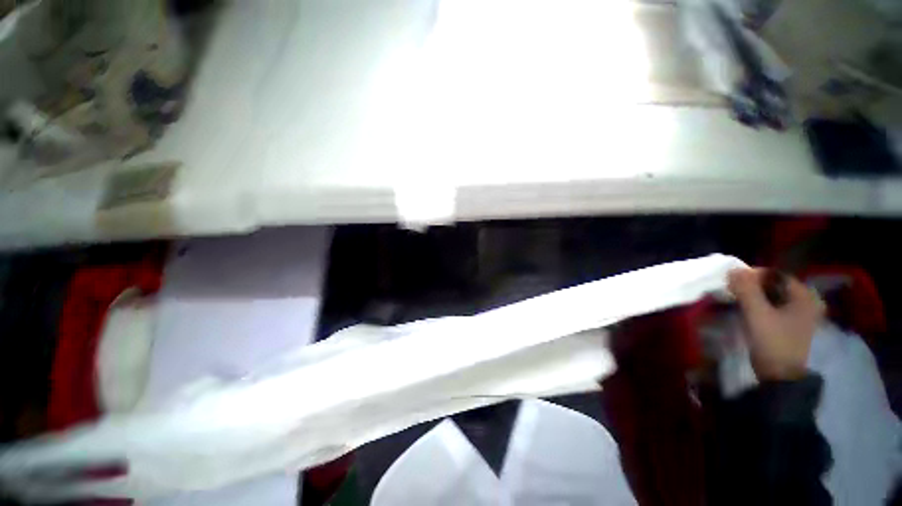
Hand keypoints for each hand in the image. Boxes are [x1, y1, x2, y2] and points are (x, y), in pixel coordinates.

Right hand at [727, 268, 824, 380]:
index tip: (732, 281)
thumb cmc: (773, 342)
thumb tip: (733, 269)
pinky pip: (772, 306)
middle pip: (773, 285)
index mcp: (804, 297)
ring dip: (752, 295)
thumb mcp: (757, 314)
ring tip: (735, 299)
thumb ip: (746, 290)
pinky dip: (758, 305)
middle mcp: (805, 302)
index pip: (775, 275)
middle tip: (732, 290)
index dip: (752, 275)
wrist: (780, 377)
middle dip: (752, 285)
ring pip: (771, 296)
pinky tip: (745, 310)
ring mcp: (798, 314)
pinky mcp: (789, 325)